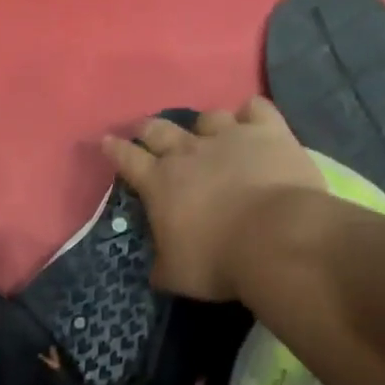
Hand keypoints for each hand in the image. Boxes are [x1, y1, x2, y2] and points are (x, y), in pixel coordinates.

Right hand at [102, 97, 328, 300]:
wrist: (278, 239)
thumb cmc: (219, 261)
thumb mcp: (177, 275)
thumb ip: (162, 265)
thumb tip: (158, 267)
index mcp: (159, 183)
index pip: (126, 159)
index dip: (114, 150)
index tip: (107, 141)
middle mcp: (188, 152)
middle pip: (159, 129)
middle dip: (149, 129)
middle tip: (147, 131)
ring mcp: (229, 136)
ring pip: (208, 116)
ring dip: (204, 124)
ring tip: (208, 132)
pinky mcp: (269, 132)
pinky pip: (256, 109)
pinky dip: (251, 113)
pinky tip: (252, 121)